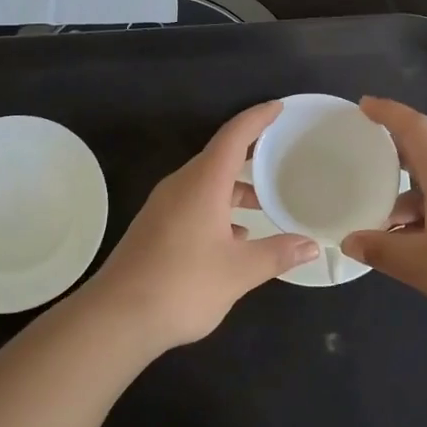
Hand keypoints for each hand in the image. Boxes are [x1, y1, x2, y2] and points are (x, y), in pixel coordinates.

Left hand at [86, 101, 318, 350]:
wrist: (116, 318)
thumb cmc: (182, 285)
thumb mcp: (239, 271)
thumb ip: (277, 254)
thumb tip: (311, 245)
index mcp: (202, 183)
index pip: (233, 136)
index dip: (257, 119)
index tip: (279, 107)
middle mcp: (181, 186)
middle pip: (218, 158)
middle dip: (250, 155)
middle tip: (279, 155)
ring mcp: (163, 207)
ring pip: (205, 184)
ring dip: (233, 189)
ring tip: (262, 205)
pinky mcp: (154, 228)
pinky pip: (193, 204)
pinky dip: (217, 209)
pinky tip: (233, 237)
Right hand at [340, 97, 426, 336]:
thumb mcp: (423, 267)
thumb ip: (382, 250)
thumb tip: (351, 240)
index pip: (416, 129)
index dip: (388, 113)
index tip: (364, 106)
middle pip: (426, 159)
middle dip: (393, 163)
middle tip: (363, 171)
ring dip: (410, 204)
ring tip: (384, 233)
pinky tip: (420, 251)